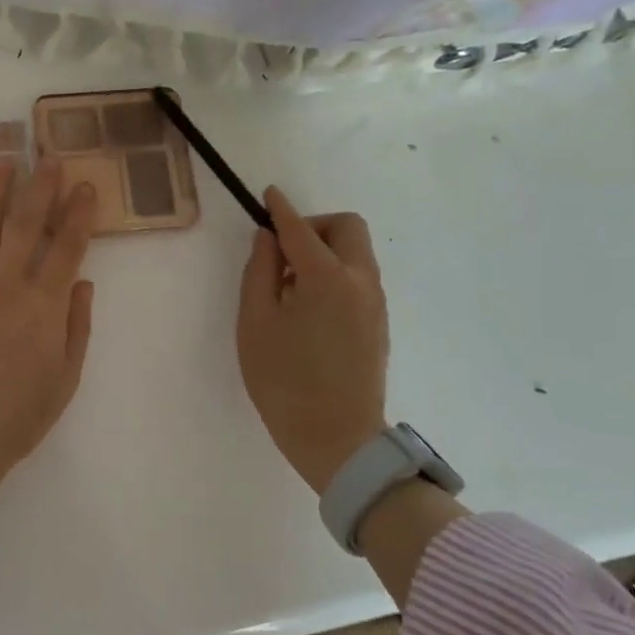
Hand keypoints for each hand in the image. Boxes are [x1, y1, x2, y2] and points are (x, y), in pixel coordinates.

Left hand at [0, 156, 97, 488]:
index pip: (67, 247)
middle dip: (40, 187)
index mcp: (42, 307)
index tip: (85, 186)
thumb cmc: (17, 415)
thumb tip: (82, 280)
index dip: (79, 214)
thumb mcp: (65, 378)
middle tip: (48, 158)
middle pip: (25, 225)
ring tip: (4, 163)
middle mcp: (4, 286)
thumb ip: (77, 325)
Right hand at [237, 186, 388, 494]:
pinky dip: (335, 272)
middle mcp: (360, 281)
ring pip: (356, 252)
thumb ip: (259, 272)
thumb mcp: (255, 323)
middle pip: (347, 228)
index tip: (268, 196)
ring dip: (325, 250)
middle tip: (283, 252)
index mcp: (326, 278)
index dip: (281, 209)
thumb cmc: (284, 380)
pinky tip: (309, 306)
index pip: (301, 228)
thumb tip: (268, 240)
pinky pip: (359, 277)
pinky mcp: (379, 322)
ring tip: (290, 285)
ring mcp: (375, 303)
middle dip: (314, 226)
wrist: (336, 438)